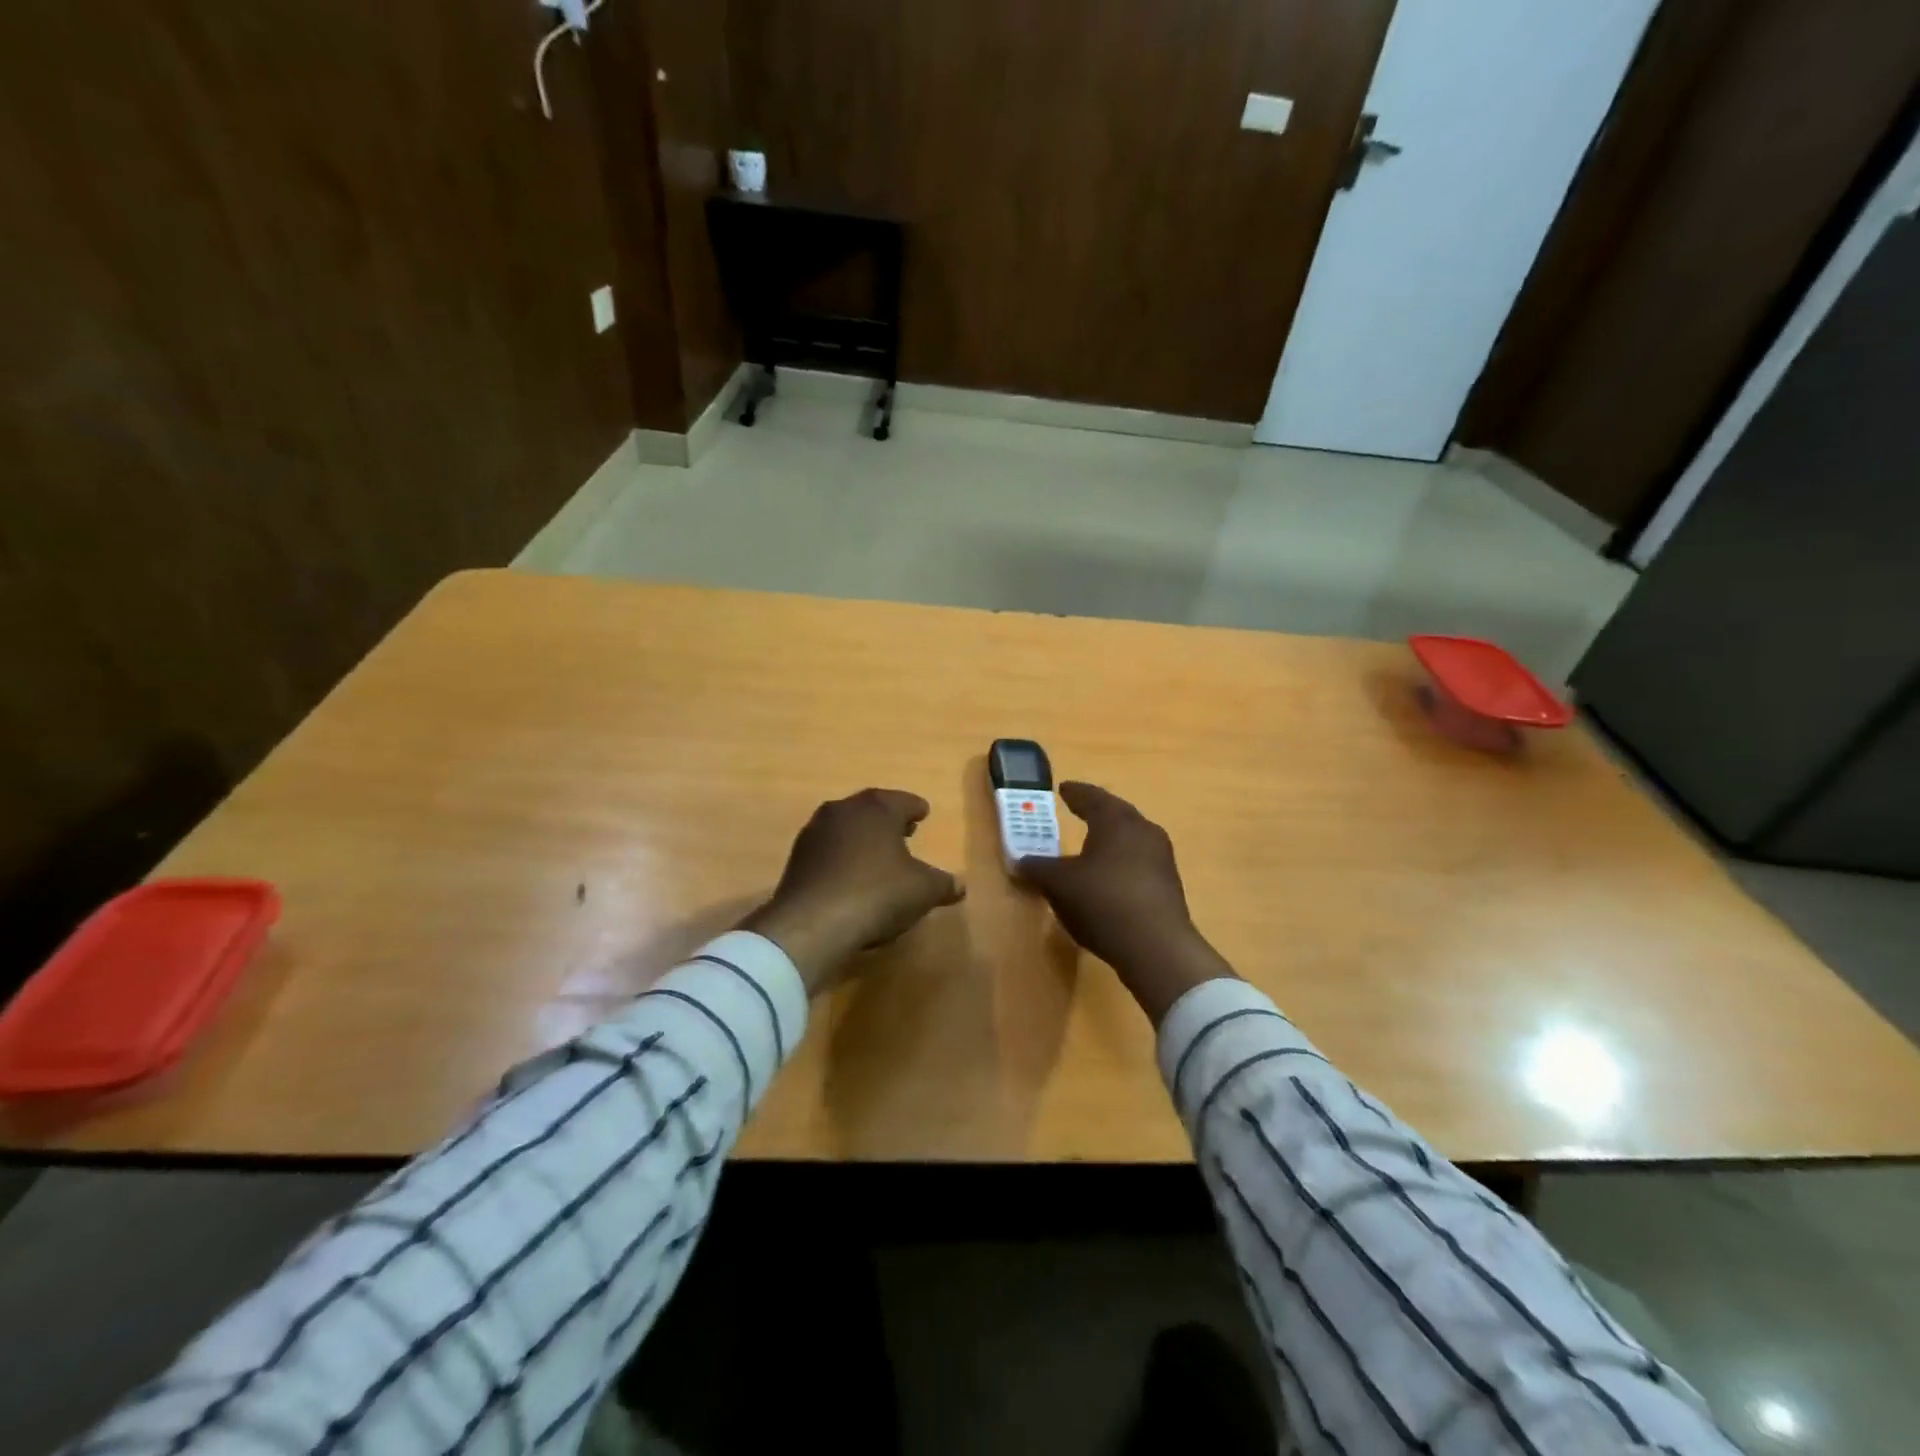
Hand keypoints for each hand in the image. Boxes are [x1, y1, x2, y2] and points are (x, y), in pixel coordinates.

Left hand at [741, 788, 964, 994]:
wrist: (812, 923)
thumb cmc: (877, 893)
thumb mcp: (923, 891)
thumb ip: (943, 884)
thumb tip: (959, 885)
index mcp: (877, 808)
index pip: (903, 801)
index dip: (916, 808)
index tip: (923, 813)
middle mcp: (844, 810)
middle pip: (871, 809)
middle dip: (889, 820)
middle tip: (905, 831)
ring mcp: (815, 832)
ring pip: (847, 827)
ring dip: (863, 837)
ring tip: (878, 854)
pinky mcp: (797, 858)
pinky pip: (829, 850)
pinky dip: (843, 856)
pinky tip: (851, 876)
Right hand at [1017, 782, 1235, 1023]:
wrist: (1156, 947)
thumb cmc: (1102, 901)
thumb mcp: (1058, 884)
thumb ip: (1038, 869)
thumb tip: (1021, 862)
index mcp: (1116, 820)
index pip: (1092, 797)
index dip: (1075, 793)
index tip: (1064, 789)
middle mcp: (1143, 830)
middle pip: (1116, 814)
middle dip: (1096, 812)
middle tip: (1078, 810)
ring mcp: (1161, 858)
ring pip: (1131, 839)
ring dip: (1110, 840)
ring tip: (1091, 847)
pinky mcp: (1168, 886)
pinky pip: (1139, 864)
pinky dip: (1120, 864)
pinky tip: (1108, 880)